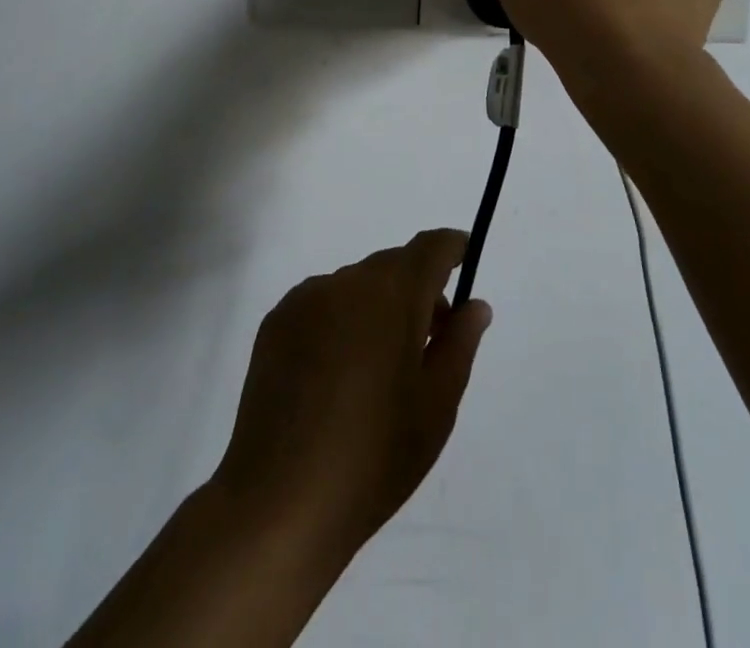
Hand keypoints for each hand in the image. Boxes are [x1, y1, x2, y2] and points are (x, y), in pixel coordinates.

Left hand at [210, 230, 492, 564]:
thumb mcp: (436, 405)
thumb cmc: (374, 455)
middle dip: (417, 289)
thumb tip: (474, 305)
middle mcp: (346, 281)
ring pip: (355, 286)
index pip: (430, 247)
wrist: (279, 502)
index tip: (464, 260)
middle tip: (429, 341)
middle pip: (392, 265)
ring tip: (377, 369)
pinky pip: (321, 304)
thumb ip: (460, 343)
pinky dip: (340, 321)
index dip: (451, 248)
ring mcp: (305, 299)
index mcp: (392, 293)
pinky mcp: (275, 322)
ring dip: (376, 307)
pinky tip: (335, 376)